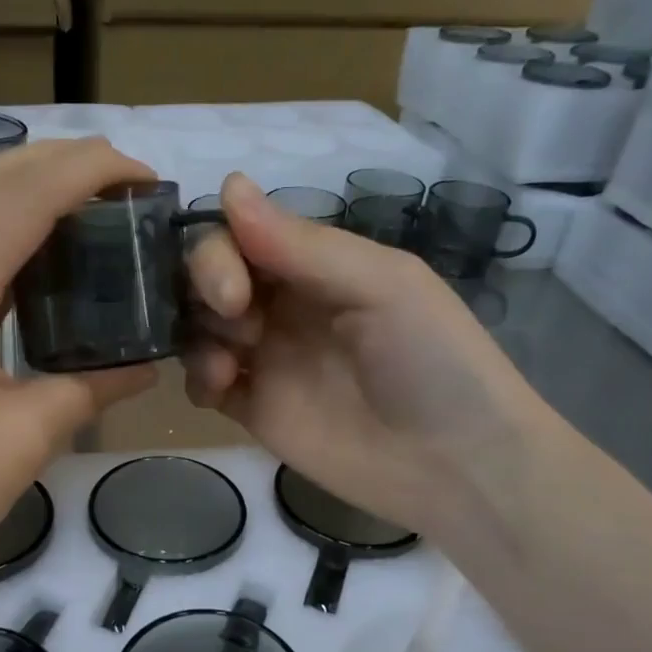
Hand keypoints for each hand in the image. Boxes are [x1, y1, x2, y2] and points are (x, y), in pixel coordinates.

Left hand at [0, 139, 174, 605]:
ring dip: (24, 187)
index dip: (87, 170)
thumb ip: (91, 386)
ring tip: (89, 206)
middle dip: (56, 161)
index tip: (146, 178)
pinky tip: (36, 256)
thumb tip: (147, 364)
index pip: (21, 196)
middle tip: (125, 184)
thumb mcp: (27, 438)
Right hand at [182, 174, 543, 536]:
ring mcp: (267, 360)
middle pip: (211, 278)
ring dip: (197, 336)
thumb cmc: (432, 362)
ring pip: (199, 328)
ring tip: (228, 369)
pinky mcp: (256, 411)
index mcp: (317, 267)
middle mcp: (284, 306)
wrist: (454, 466)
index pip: (241, 236)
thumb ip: (302, 245)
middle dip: (206, 290)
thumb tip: (229, 185)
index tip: (234, 289)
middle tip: (239, 322)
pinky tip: (221, 390)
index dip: (220, 253)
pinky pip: (204, 384)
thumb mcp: (382, 286)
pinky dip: (197, 380)